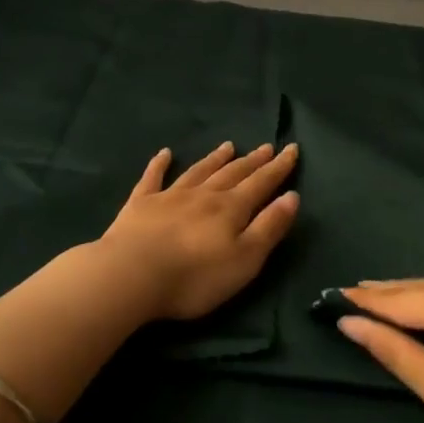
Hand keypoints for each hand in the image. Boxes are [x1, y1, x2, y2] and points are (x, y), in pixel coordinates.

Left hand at [98, 142, 300, 321]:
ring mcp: (169, 197)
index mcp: (231, 209)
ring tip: (228, 145)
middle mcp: (203, 195)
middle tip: (266, 146)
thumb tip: (292, 196)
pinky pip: (152, 178)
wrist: (131, 275)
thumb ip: (269, 227)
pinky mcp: (140, 205)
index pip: (261, 184)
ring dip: (215, 159)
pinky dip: (159, 164)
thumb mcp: (245, 259)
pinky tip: (165, 154)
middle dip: (252, 161)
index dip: (278, 168)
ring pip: (198, 172)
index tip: (291, 149)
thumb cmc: (195, 276)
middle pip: (232, 173)